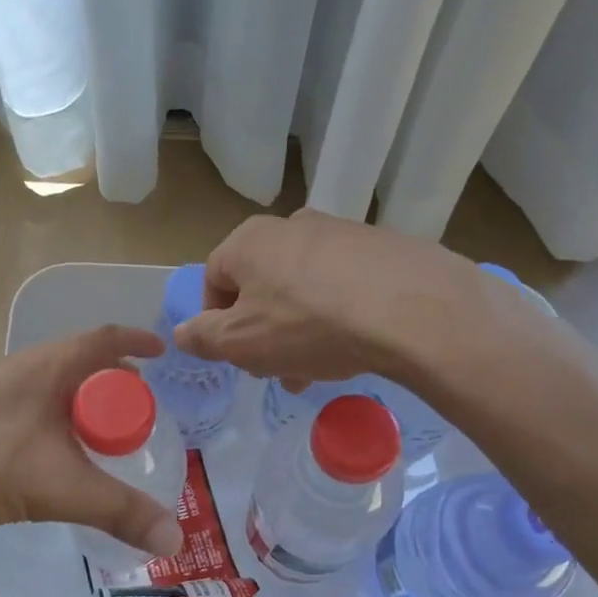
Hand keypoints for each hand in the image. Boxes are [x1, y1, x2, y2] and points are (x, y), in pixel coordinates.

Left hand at [0, 326, 183, 556]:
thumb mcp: (61, 487)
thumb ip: (119, 512)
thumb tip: (175, 539)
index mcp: (48, 367)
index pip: (103, 339)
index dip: (136, 342)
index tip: (160, 352)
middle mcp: (17, 367)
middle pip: (76, 363)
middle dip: (109, 382)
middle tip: (131, 410)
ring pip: (44, 386)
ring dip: (73, 402)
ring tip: (88, 436)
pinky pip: (19, 404)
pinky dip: (44, 419)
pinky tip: (37, 453)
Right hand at [173, 210, 473, 384]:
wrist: (416, 310)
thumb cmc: (310, 325)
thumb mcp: (242, 343)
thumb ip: (203, 338)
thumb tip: (181, 333)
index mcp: (250, 240)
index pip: (214, 280)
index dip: (217, 323)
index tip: (236, 357)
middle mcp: (292, 225)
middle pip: (262, 286)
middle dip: (263, 332)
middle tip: (277, 371)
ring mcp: (342, 232)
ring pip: (304, 288)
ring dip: (300, 329)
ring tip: (319, 368)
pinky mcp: (384, 247)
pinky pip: (345, 284)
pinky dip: (340, 313)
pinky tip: (356, 345)